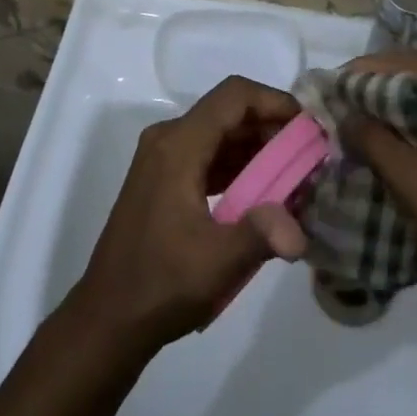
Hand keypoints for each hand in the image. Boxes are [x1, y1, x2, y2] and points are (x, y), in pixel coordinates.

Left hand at [66, 76, 307, 355]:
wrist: (107, 319)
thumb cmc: (159, 285)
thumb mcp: (216, 262)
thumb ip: (261, 235)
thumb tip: (300, 231)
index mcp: (178, 145)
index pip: (234, 96)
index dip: (274, 101)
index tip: (308, 127)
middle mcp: (168, 139)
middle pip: (228, 111)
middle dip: (272, 127)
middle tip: (309, 155)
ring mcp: (162, 158)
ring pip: (219, 133)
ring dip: (257, 147)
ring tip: (295, 174)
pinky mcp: (163, 179)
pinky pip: (208, 154)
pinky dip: (238, 164)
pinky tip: (264, 192)